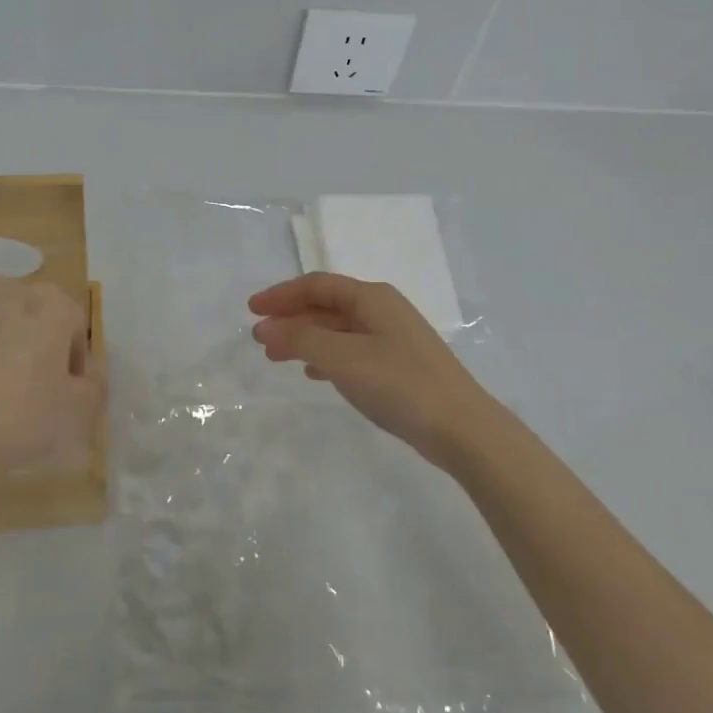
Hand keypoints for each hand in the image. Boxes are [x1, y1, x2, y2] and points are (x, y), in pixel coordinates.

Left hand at [0, 278, 104, 490]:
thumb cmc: (21, 420)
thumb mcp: (79, 412)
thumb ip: (95, 384)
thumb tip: (89, 372)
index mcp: (50, 305)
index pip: (74, 321)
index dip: (73, 356)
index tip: (65, 389)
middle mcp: (6, 292)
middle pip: (30, 311)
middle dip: (33, 339)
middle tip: (29, 386)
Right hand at [248, 272, 504, 471]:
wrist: (461, 428)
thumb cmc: (399, 384)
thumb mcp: (343, 358)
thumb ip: (300, 339)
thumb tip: (264, 328)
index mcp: (371, 298)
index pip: (317, 285)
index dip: (281, 294)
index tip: (251, 310)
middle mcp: (382, 310)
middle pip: (326, 305)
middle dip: (290, 318)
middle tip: (259, 338)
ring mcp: (393, 338)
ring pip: (338, 329)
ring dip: (305, 338)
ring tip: (276, 358)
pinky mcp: (398, 365)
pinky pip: (351, 350)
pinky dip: (326, 356)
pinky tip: (313, 372)